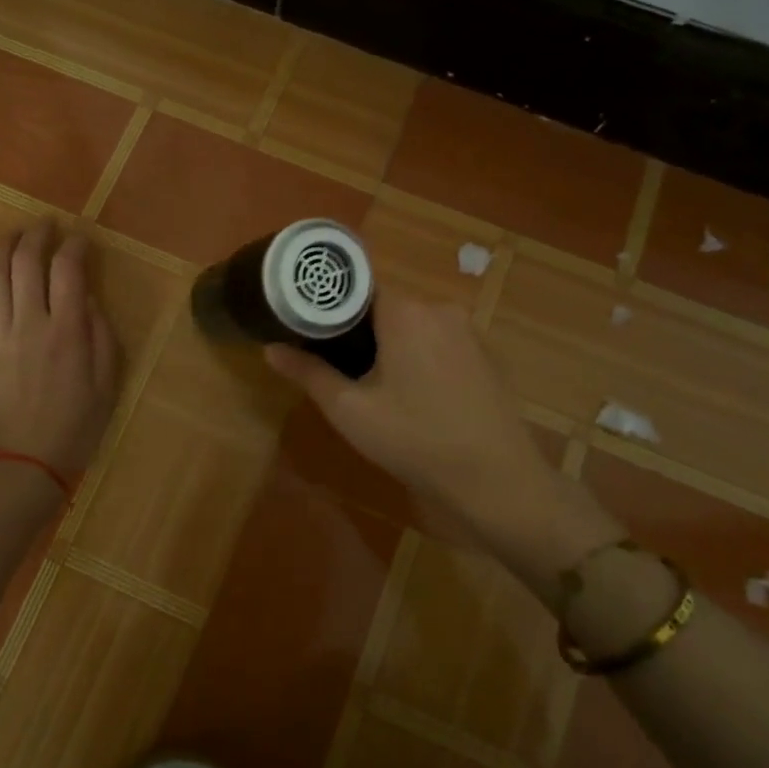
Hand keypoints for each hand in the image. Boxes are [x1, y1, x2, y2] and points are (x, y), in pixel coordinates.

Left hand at [0, 222, 120, 478]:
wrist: (23, 468)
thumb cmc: (75, 429)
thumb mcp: (107, 385)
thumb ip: (101, 337)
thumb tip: (87, 301)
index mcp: (67, 331)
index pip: (69, 271)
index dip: (75, 247)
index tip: (81, 238)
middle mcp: (30, 324)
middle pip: (27, 265)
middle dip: (36, 236)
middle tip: (45, 225)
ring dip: (2, 250)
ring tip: (12, 235)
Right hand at [264, 290, 621, 575]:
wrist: (497, 480)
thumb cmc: (416, 440)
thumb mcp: (351, 411)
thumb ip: (309, 374)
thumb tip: (270, 348)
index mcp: (405, 311)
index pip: (356, 287)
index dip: (330, 306)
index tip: (310, 328)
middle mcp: (439, 308)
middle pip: (385, 306)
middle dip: (359, 330)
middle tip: (337, 364)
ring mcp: (468, 330)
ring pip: (413, 324)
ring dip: (391, 344)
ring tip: (371, 381)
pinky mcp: (485, 353)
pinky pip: (439, 341)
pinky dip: (420, 355)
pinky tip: (415, 393)